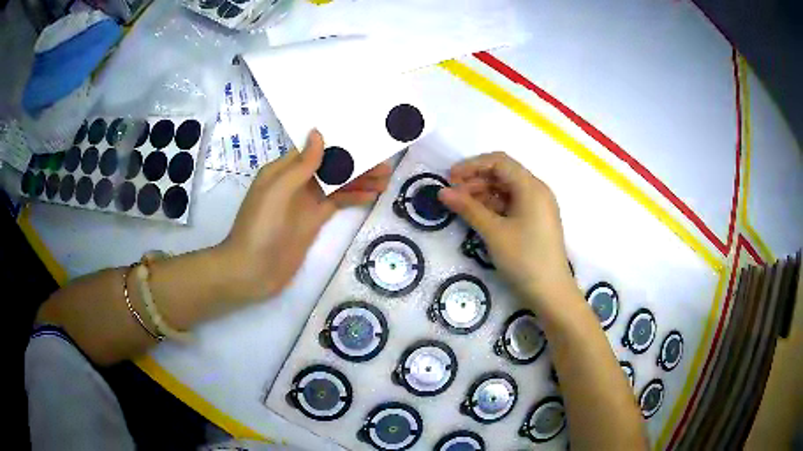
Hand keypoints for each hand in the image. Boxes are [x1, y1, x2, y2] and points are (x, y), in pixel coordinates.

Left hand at [219, 130, 391, 300]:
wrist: (251, 271)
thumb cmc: (259, 227)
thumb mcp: (278, 191)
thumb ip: (301, 165)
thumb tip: (318, 133)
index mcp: (283, 170)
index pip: (315, 149)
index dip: (339, 143)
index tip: (364, 136)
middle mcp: (295, 182)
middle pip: (330, 167)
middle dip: (355, 163)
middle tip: (384, 163)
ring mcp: (305, 203)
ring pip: (336, 185)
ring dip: (359, 181)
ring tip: (386, 178)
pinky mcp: (313, 222)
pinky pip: (336, 204)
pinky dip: (353, 198)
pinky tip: (371, 195)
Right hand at [438, 152, 575, 309]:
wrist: (551, 293)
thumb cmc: (524, 259)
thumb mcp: (494, 233)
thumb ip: (468, 208)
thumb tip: (443, 192)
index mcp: (531, 187)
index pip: (499, 161)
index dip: (472, 165)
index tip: (450, 178)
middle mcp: (537, 191)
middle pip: (503, 174)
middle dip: (476, 180)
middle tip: (453, 195)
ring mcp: (538, 206)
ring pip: (507, 190)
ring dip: (483, 194)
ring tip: (462, 207)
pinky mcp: (537, 221)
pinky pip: (513, 204)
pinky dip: (495, 206)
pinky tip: (479, 216)